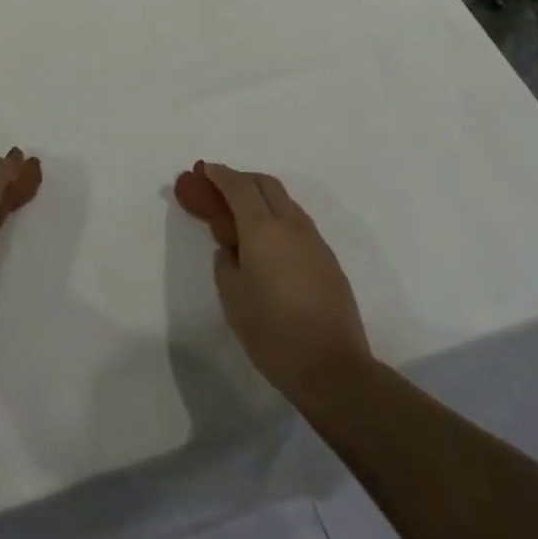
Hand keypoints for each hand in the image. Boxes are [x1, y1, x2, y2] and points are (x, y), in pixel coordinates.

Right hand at [178, 162, 369, 404]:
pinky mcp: (328, 260)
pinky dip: (278, 220)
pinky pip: (298, 224)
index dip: (219, 174)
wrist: (333, 369)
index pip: (239, 186)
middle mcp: (291, 224)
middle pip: (266, 184)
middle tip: (222, 191)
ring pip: (285, 202)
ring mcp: (314, 241)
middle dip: (242, 179)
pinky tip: (270, 246)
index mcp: (263, 228)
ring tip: (244, 219)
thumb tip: (233, 247)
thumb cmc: (273, 332)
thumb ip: (226, 261)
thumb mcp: (232, 296)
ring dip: (263, 199)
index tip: (204, 170)